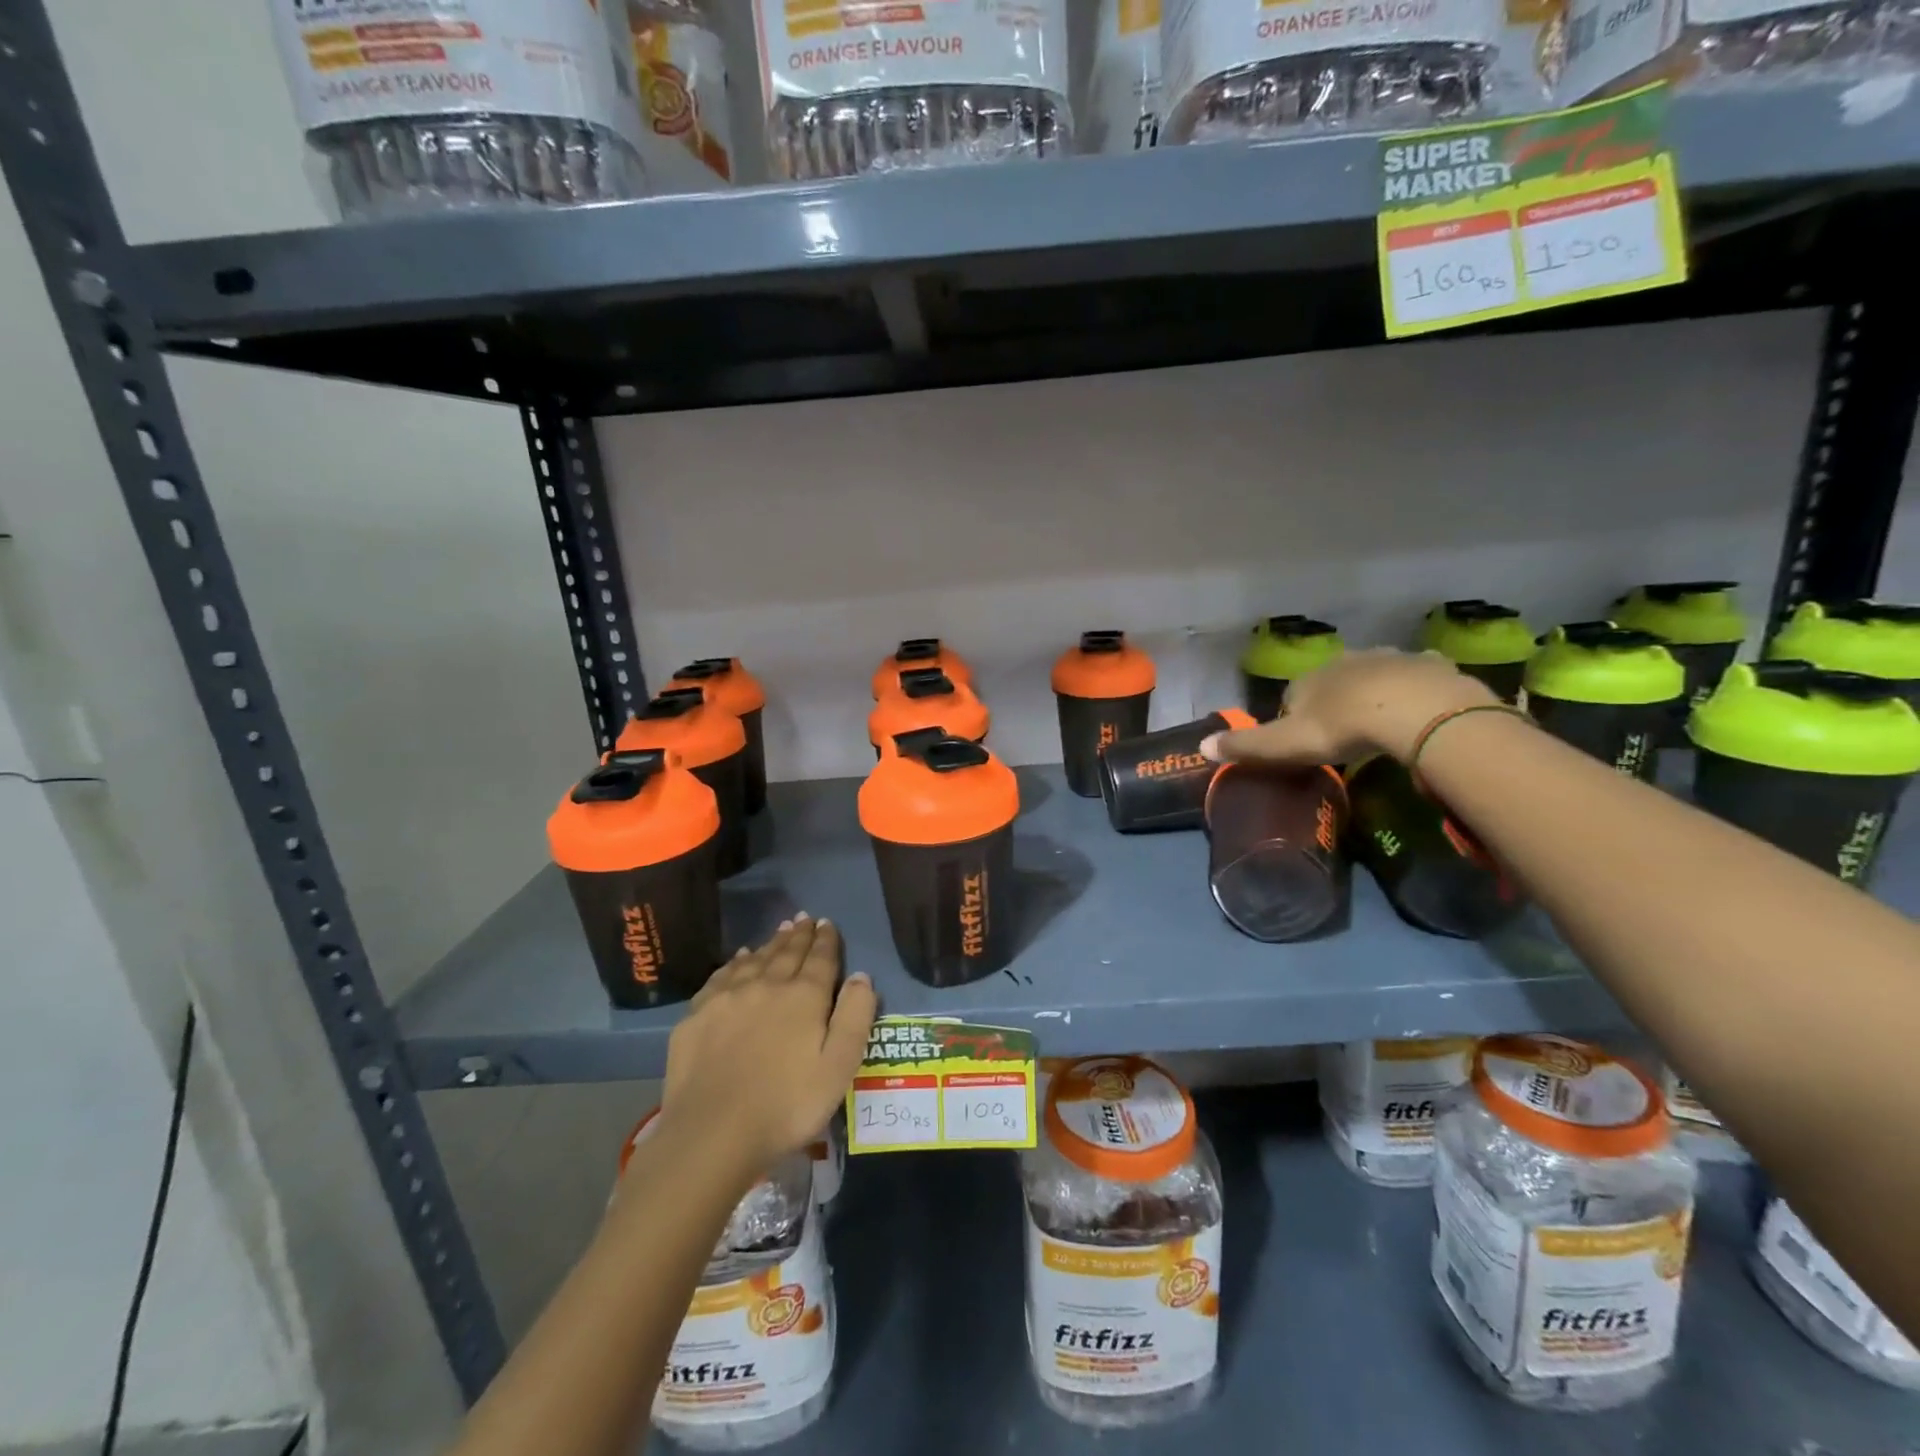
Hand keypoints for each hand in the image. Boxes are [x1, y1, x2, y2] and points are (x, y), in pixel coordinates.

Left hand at [659, 915, 876, 1184]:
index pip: (820, 958)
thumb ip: (855, 1017)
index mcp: (804, 997)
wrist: (712, 1133)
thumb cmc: (786, 1106)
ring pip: (755, 959)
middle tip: (805, 918)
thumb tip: (861, 975)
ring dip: (771, 943)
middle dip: (799, 934)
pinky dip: (736, 962)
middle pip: (787, 952)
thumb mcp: (839, 1067)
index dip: (826, 940)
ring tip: (780, 930)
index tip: (827, 923)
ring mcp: (728, 997)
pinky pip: (722, 975)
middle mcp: (767, 985)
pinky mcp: (698, 1014)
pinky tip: (739, 959)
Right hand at [1202, 648, 1496, 765]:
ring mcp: (1389, 658)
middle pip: (1333, 681)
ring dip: (1374, 693)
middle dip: (1336, 701)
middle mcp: (1344, 660)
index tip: (1306, 743)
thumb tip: (1202, 746)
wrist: (1415, 710)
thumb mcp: (1285, 744)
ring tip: (1382, 725)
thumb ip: (1245, 746)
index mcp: (1308, 679)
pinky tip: (1419, 711)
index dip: (1296, 719)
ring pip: (1374, 675)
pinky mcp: (1429, 665)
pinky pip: (1417, 676)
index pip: (1292, 697)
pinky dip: (1415, 689)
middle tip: (1345, 735)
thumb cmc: (1341, 727)